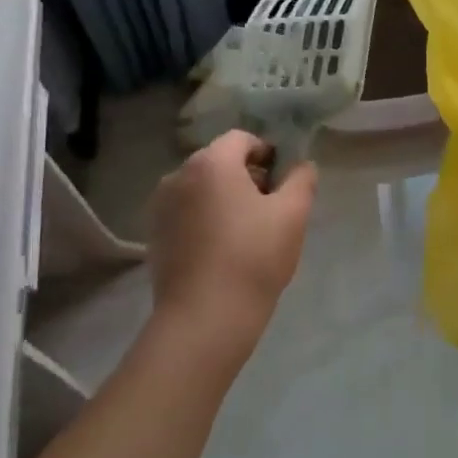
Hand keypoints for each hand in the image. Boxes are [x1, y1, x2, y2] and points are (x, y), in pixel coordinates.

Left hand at [147, 132, 316, 364]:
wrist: (205, 318)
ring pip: (202, 188)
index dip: (268, 153)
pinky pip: (187, 212)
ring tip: (248, 232)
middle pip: (220, 161)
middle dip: (247, 176)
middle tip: (271, 209)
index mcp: (211, 162)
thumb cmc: (253, 257)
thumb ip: (301, 180)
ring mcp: (161, 206)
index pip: (242, 139)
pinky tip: (223, 250)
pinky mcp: (155, 235)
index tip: (283, 182)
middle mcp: (179, 175)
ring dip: (225, 198)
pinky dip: (206, 219)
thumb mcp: (292, 214)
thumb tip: (302, 165)